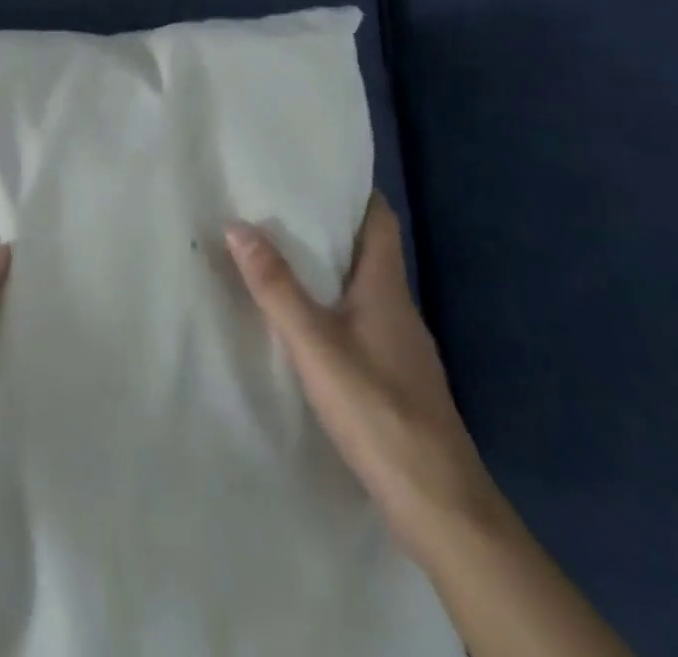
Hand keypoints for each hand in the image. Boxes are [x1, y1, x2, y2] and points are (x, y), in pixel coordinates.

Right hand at [226, 195, 497, 559]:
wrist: (440, 506)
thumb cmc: (379, 410)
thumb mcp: (315, 345)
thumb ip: (276, 287)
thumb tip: (237, 225)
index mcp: (386, 287)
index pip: (379, 220)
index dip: (353, 192)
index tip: (315, 172)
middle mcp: (398, 308)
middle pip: (367, 251)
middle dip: (328, 228)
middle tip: (278, 209)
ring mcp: (401, 346)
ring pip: (362, 289)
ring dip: (328, 270)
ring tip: (280, 257)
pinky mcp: (396, 379)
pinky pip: (361, 322)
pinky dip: (333, 308)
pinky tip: (305, 324)